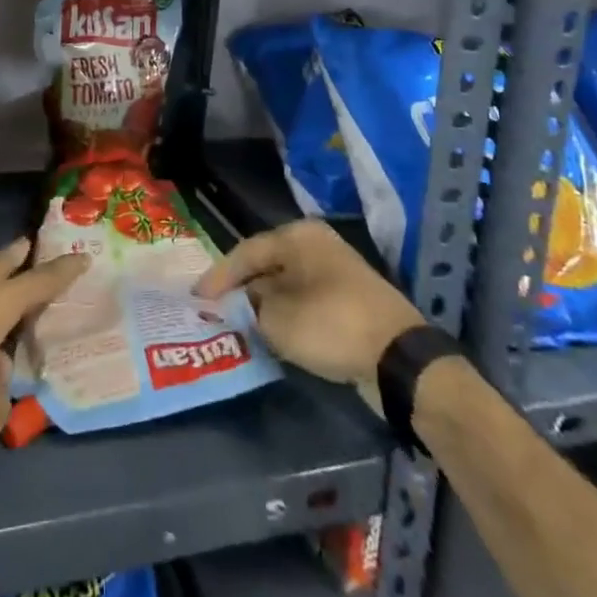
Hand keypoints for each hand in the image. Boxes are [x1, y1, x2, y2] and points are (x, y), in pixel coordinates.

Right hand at [195, 220, 420, 385]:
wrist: (399, 359)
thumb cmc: (331, 325)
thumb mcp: (278, 319)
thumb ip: (249, 308)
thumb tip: (242, 303)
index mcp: (298, 237)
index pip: (246, 251)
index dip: (219, 276)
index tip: (197, 298)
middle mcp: (316, 245)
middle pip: (266, 265)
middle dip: (240, 288)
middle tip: (213, 309)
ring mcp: (335, 272)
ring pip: (285, 284)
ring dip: (262, 303)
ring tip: (235, 322)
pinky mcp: (347, 300)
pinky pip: (304, 301)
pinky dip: (285, 314)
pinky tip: (270, 332)